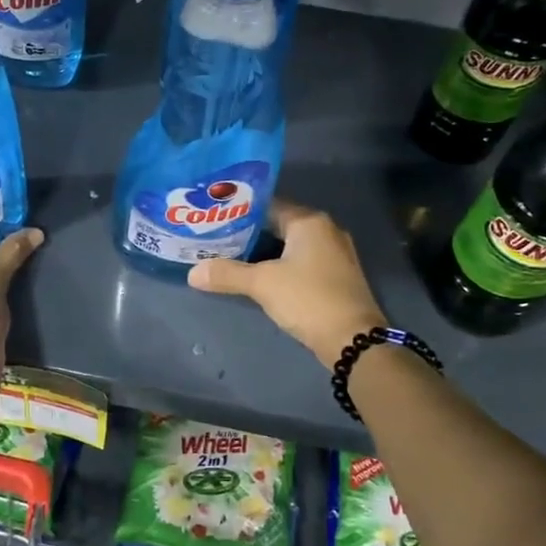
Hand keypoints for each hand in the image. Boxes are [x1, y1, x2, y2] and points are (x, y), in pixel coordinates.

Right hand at [188, 200, 386, 364]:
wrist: (354, 340)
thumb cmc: (308, 299)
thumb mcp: (262, 284)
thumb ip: (227, 274)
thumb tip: (192, 273)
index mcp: (310, 221)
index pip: (268, 205)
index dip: (239, 211)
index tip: (214, 218)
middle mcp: (325, 230)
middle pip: (279, 224)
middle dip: (249, 233)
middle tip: (216, 238)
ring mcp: (334, 254)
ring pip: (290, 245)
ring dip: (264, 252)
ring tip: (230, 257)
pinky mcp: (336, 276)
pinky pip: (301, 262)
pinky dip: (280, 266)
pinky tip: (259, 277)